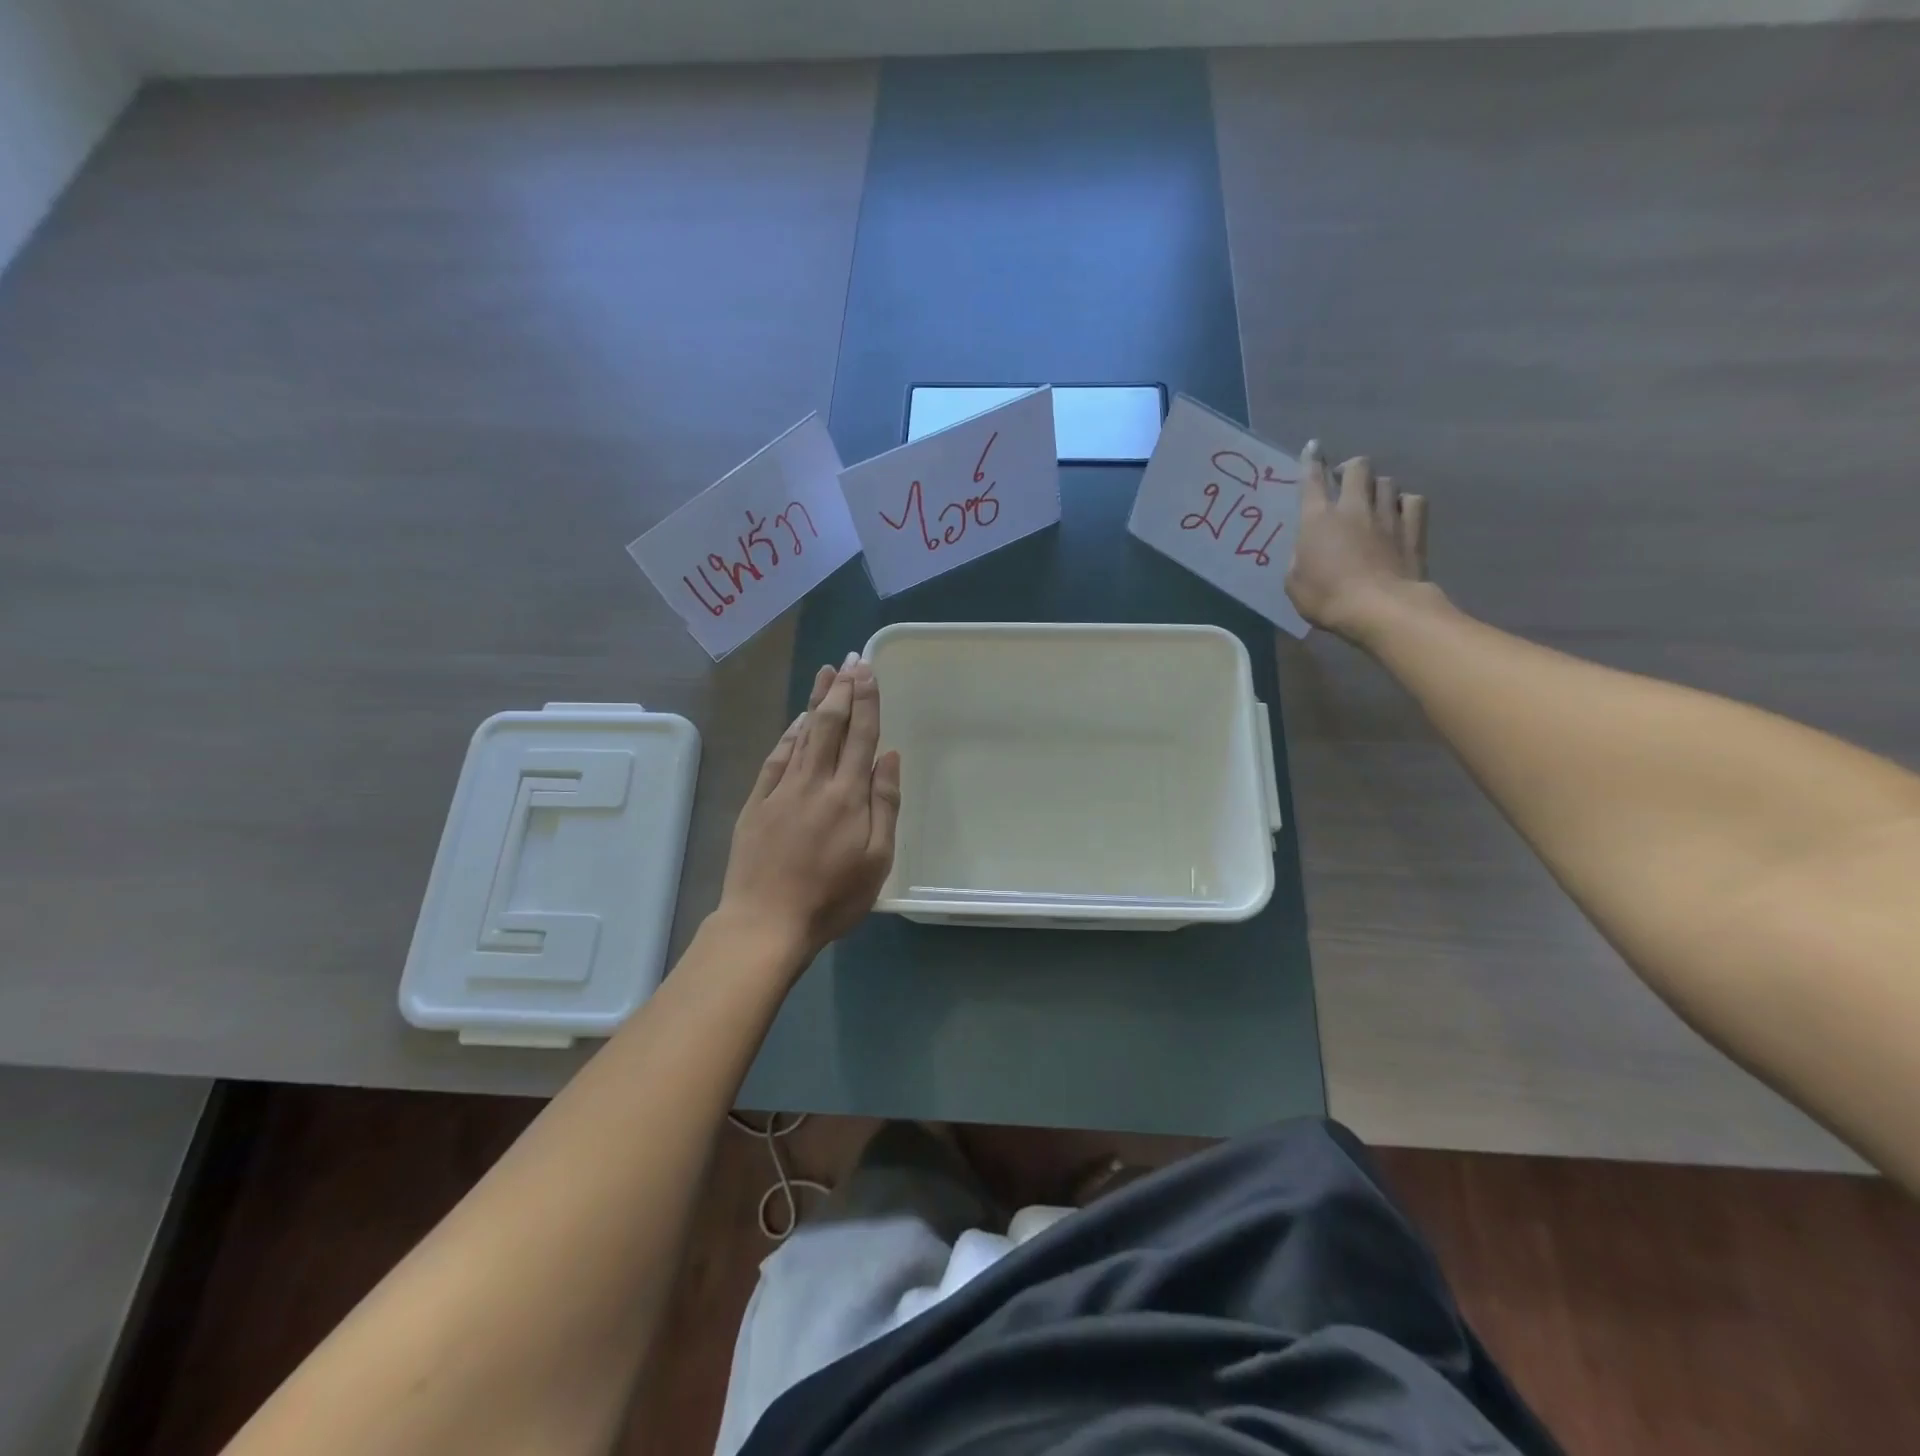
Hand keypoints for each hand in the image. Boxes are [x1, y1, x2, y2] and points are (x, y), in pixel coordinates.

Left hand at [716, 653, 901, 963]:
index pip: (861, 737)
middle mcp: (815, 782)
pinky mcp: (757, 802)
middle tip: (850, 660)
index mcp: (848, 795)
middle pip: (830, 726)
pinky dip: (788, 734)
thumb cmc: (831, 897)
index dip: (867, 701)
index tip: (868, 671)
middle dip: (842, 690)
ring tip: (826, 674)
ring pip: (802, 734)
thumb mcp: (877, 859)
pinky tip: (796, 720)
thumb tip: (888, 756)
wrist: (766, 922)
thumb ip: (885, 804)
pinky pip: (776, 757)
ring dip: (816, 702)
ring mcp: (781, 789)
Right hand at [1284, 443, 1432, 642]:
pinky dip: (1404, 503)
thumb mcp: (1294, 582)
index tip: (1314, 447)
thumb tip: (1308, 550)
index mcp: (1317, 519)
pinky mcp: (1413, 529)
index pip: (1312, 479)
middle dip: (1350, 468)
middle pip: (1358, 467)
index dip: (1312, 460)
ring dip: (1377, 486)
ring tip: (1372, 498)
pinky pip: (1412, 501)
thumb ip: (1300, 558)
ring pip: (1386, 481)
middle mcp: (1353, 508)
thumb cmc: (1326, 597)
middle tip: (1345, 480)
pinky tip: (1399, 513)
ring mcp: (1387, 516)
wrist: (1378, 609)